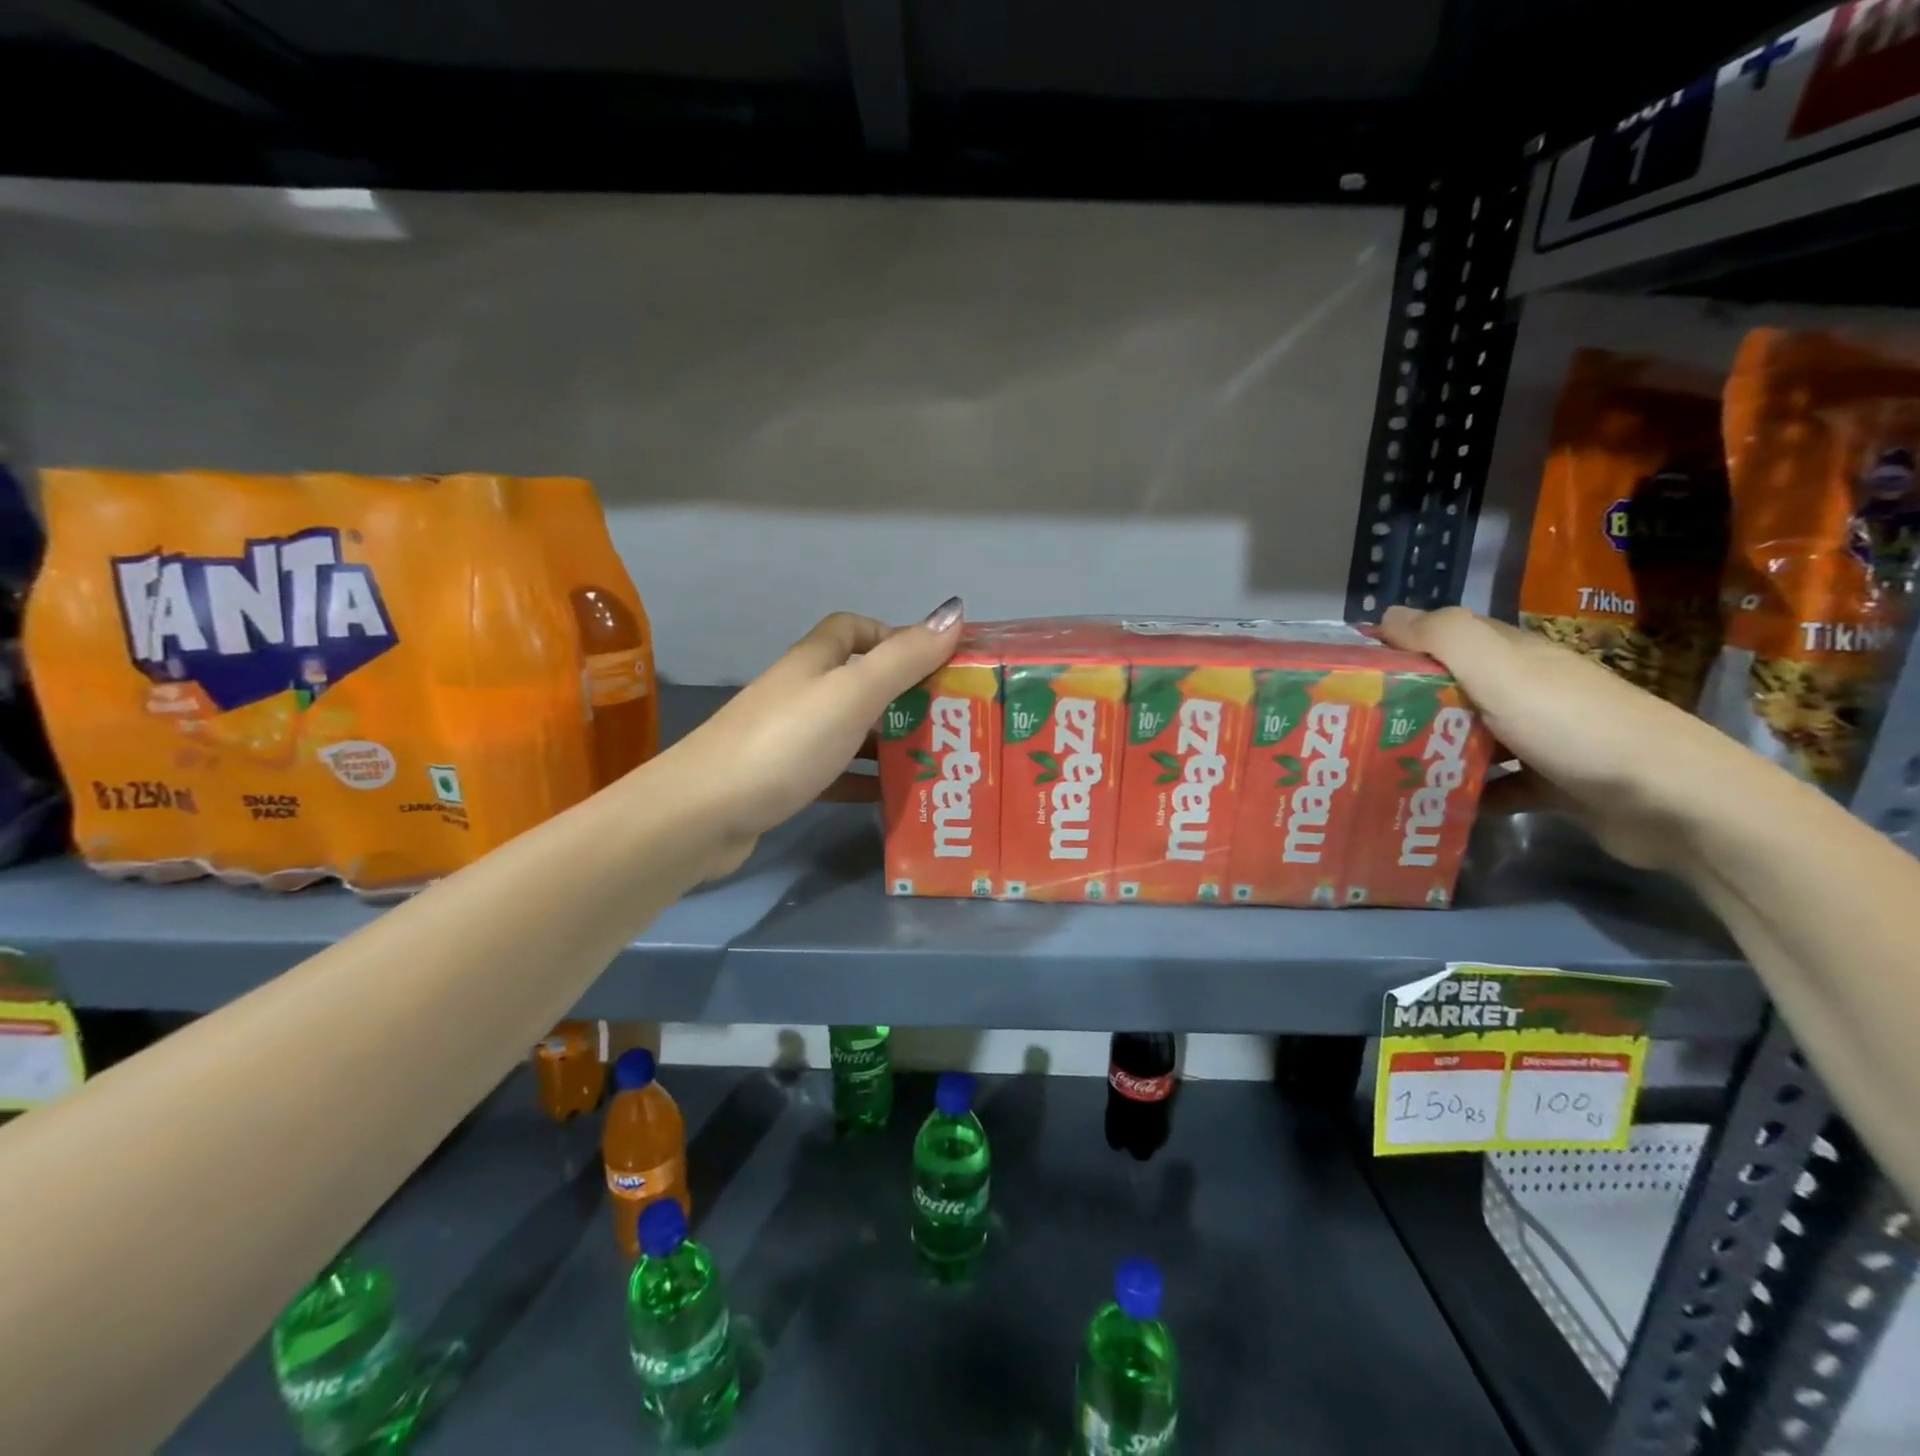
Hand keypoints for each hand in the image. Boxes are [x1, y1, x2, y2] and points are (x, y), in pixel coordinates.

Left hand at [662, 598, 965, 878]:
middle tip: (949, 720)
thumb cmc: (785, 743)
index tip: (933, 663)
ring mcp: (787, 738)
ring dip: (887, 742)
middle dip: (903, 696)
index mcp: (813, 663)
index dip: (892, 636)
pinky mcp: (781, 780)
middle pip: (857, 682)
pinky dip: (862, 780)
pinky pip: (834, 772)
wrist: (702, 814)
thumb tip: (953, 612)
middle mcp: (799, 693)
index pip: (853, 629)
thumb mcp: (853, 694)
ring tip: (933, 761)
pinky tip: (889, 796)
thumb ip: (904, 657)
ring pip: (849, 730)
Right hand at [1380, 605, 1740, 871]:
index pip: (1447, 638)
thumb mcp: (1501, 670)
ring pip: (1472, 738)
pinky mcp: (1555, 784)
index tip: (1351, 674)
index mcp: (1515, 657)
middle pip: (1454, 690)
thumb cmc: (1575, 727)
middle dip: (1407, 704)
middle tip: (1354, 728)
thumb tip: (1387, 614)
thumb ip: (1444, 636)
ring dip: (1433, 751)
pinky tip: (1437, 807)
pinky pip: (1497, 785)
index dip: (1400, 647)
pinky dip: (1469, 794)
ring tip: (1383, 769)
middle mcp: (1529, 690)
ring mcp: (1544, 738)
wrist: (1674, 802)